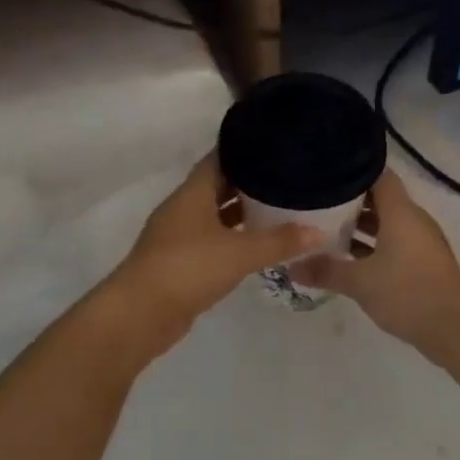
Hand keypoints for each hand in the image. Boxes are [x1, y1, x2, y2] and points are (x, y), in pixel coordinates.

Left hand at [103, 156, 320, 353]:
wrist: (141, 314)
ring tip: (279, 208)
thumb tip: (319, 232)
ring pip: (215, 216)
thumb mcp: (239, 253)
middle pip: (218, 186)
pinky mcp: (180, 263)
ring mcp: (179, 237)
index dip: (246, 150)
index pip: (220, 159)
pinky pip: (212, 241)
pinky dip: (233, 239)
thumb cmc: (188, 269)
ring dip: (242, 213)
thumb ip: (279, 241)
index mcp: (192, 194)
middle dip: (250, 183)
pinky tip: (256, 245)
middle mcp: (183, 209)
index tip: (276, 145)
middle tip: (287, 177)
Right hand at [292, 170, 459, 358]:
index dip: (353, 170)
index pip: (379, 175)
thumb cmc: (406, 292)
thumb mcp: (359, 282)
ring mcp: (420, 243)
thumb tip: (290, 267)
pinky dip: (373, 247)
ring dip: (361, 227)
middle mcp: (413, 220)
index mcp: (401, 212)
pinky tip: (348, 259)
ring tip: (325, 230)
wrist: (454, 328)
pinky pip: (394, 245)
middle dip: (350, 201)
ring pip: (387, 225)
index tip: (326, 173)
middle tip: (316, 203)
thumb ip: (325, 271)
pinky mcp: (422, 264)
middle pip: (381, 199)